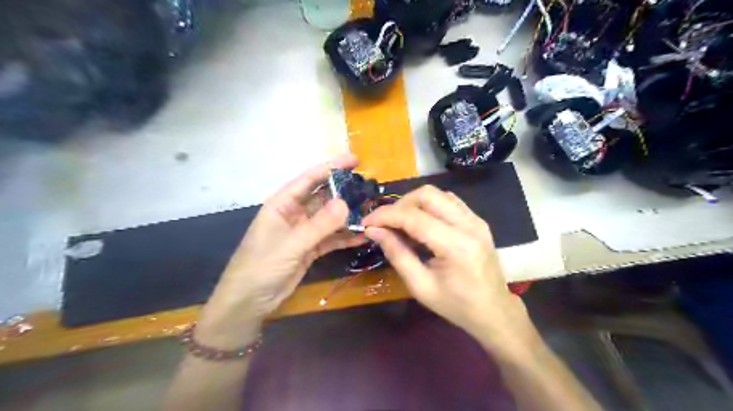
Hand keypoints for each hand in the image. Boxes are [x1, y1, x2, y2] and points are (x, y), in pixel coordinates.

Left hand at [196, 153, 365, 346]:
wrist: (249, 301)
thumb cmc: (261, 266)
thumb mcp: (291, 244)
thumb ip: (319, 225)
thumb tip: (345, 203)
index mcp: (283, 204)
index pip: (310, 179)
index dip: (332, 167)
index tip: (355, 160)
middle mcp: (295, 213)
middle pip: (323, 197)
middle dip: (345, 192)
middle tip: (370, 188)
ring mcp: (304, 231)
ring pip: (330, 218)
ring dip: (348, 216)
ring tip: (372, 212)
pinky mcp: (311, 248)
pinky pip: (331, 238)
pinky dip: (346, 237)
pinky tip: (363, 236)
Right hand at [363, 186, 529, 350]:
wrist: (494, 311)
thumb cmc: (456, 306)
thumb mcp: (420, 286)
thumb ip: (397, 254)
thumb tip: (374, 231)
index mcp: (456, 246)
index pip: (413, 217)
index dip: (385, 216)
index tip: (367, 222)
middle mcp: (469, 225)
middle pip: (427, 194)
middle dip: (400, 205)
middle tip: (386, 224)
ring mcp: (476, 220)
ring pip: (438, 193)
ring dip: (414, 203)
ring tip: (401, 224)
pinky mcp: (477, 220)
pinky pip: (448, 201)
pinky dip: (429, 206)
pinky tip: (421, 224)